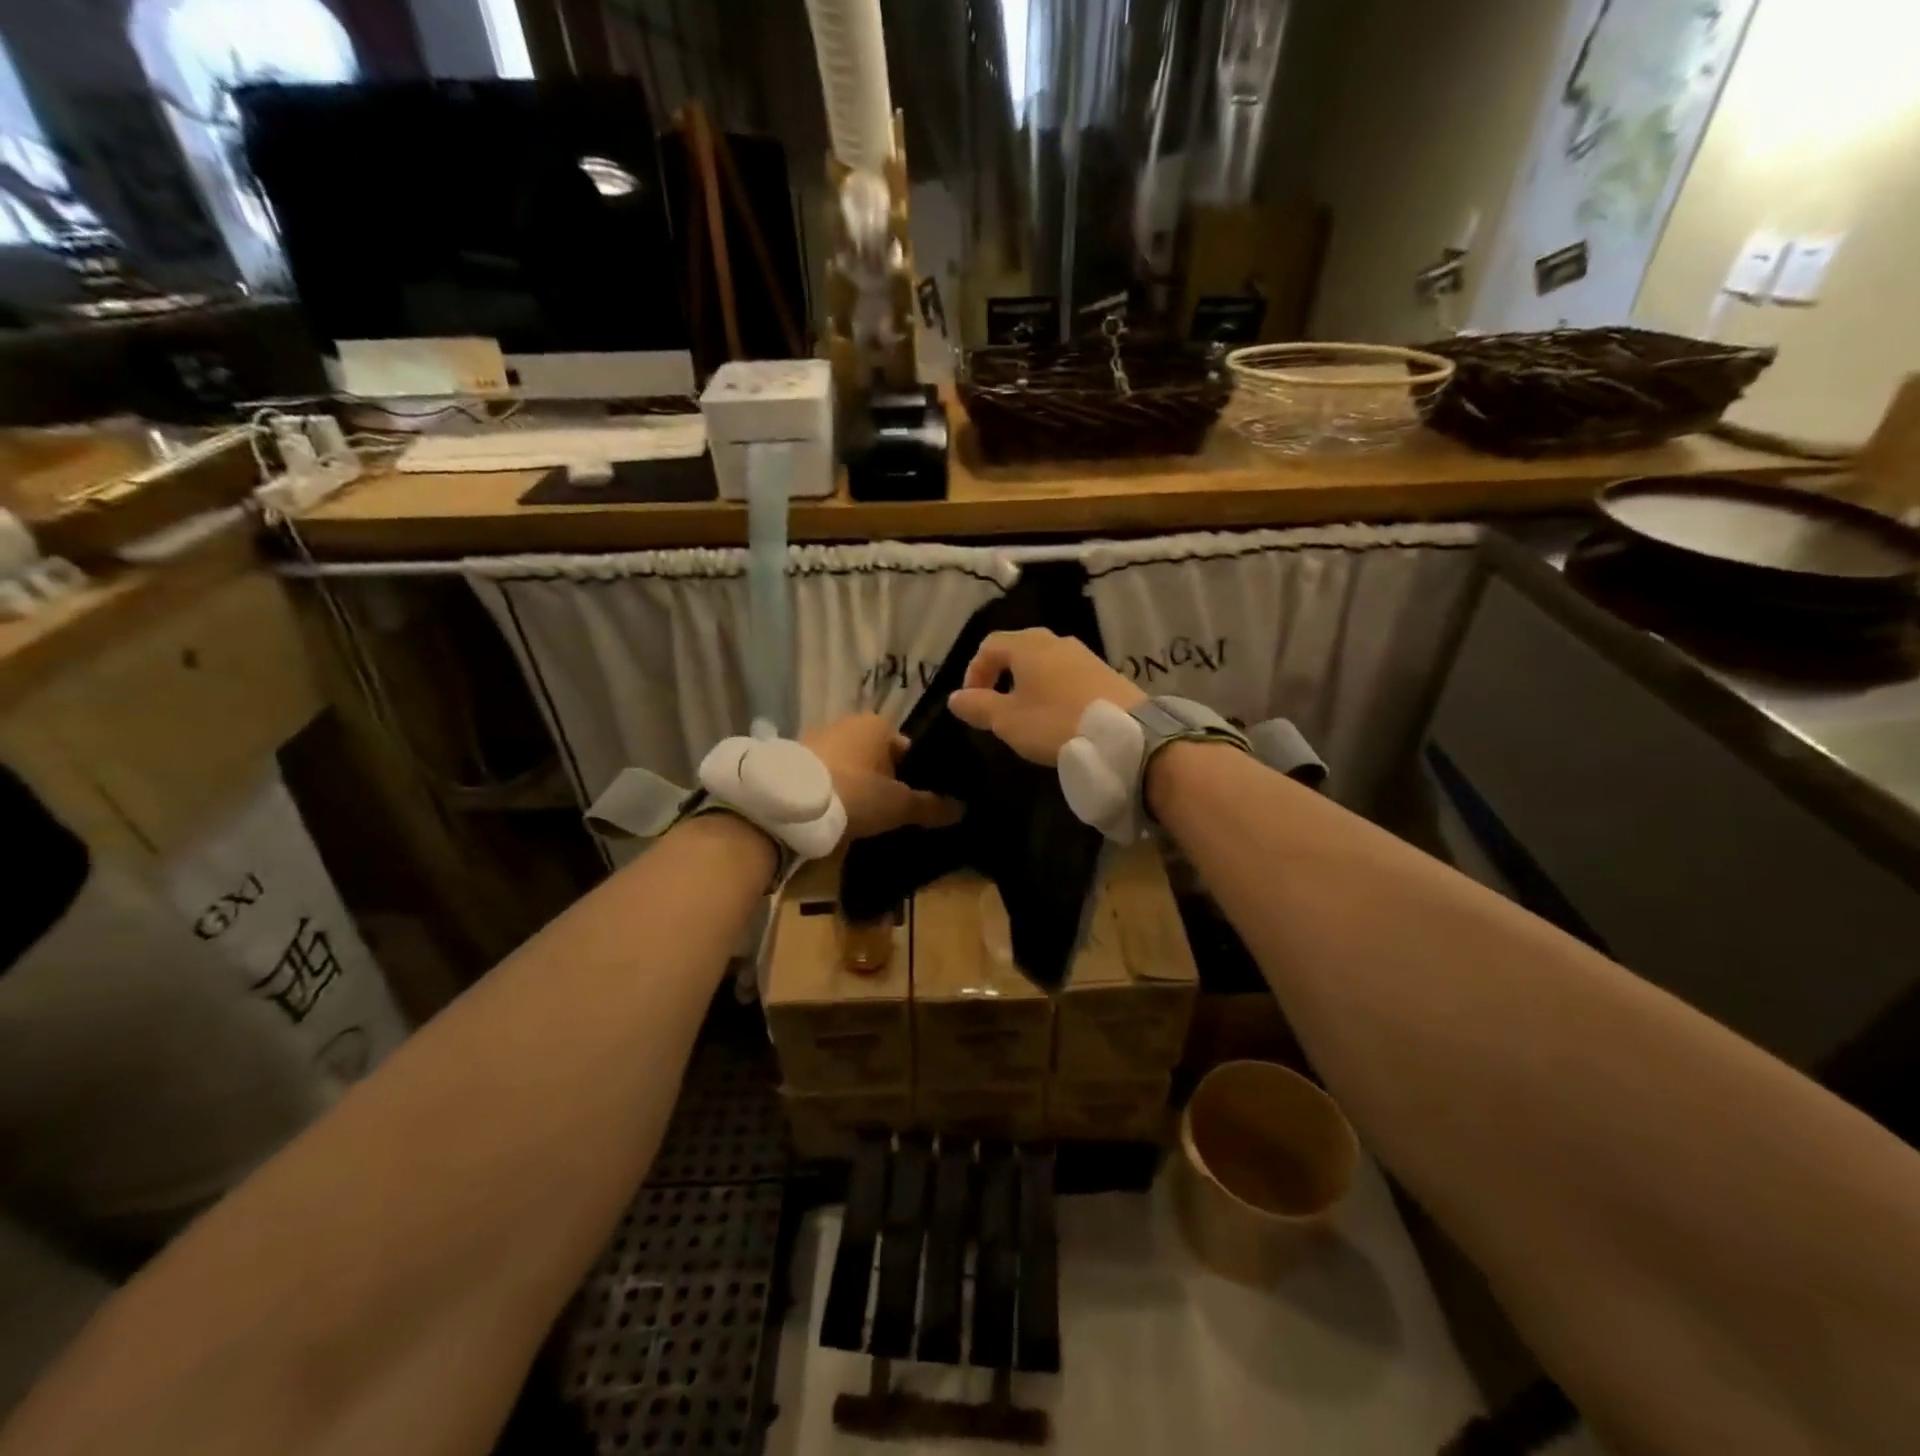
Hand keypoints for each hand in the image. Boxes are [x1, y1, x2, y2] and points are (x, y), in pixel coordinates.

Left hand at [803, 714, 962, 842]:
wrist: (788, 804)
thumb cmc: (854, 793)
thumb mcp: (899, 805)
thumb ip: (931, 806)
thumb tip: (963, 810)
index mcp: (877, 724)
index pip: (908, 749)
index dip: (917, 777)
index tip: (918, 803)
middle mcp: (848, 723)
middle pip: (878, 758)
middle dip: (886, 782)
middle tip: (893, 814)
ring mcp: (818, 739)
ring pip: (851, 766)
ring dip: (858, 787)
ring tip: (864, 818)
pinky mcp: (795, 760)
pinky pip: (827, 776)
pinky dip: (834, 791)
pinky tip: (837, 814)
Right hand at [946, 628, 1143, 764]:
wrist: (1125, 733)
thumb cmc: (1055, 722)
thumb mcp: (1007, 720)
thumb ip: (978, 706)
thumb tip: (955, 697)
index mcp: (1027, 646)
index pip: (989, 646)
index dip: (974, 671)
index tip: (972, 702)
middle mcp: (1055, 640)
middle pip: (1018, 648)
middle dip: (1001, 674)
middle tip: (996, 704)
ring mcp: (1083, 654)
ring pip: (1044, 661)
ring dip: (1028, 682)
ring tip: (1026, 712)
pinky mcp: (1104, 671)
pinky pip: (1067, 673)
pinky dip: (1053, 688)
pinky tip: (1057, 714)